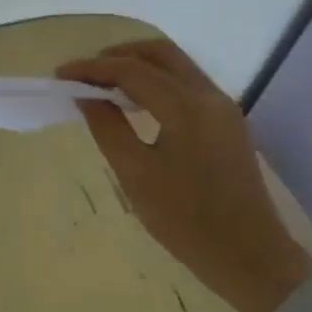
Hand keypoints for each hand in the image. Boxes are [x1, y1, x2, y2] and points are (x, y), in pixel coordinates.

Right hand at [57, 36, 311, 311]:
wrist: (251, 258)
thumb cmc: (186, 221)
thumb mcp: (135, 174)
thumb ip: (107, 126)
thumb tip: (85, 95)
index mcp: (186, 108)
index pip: (131, 70)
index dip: (91, 68)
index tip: (60, 74)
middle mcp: (208, 96)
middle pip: (158, 53)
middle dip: (117, 55)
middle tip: (84, 73)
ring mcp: (222, 108)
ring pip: (175, 65)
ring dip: (137, 65)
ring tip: (102, 85)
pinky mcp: (226, 122)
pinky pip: (186, 83)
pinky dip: (155, 80)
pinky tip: (134, 102)